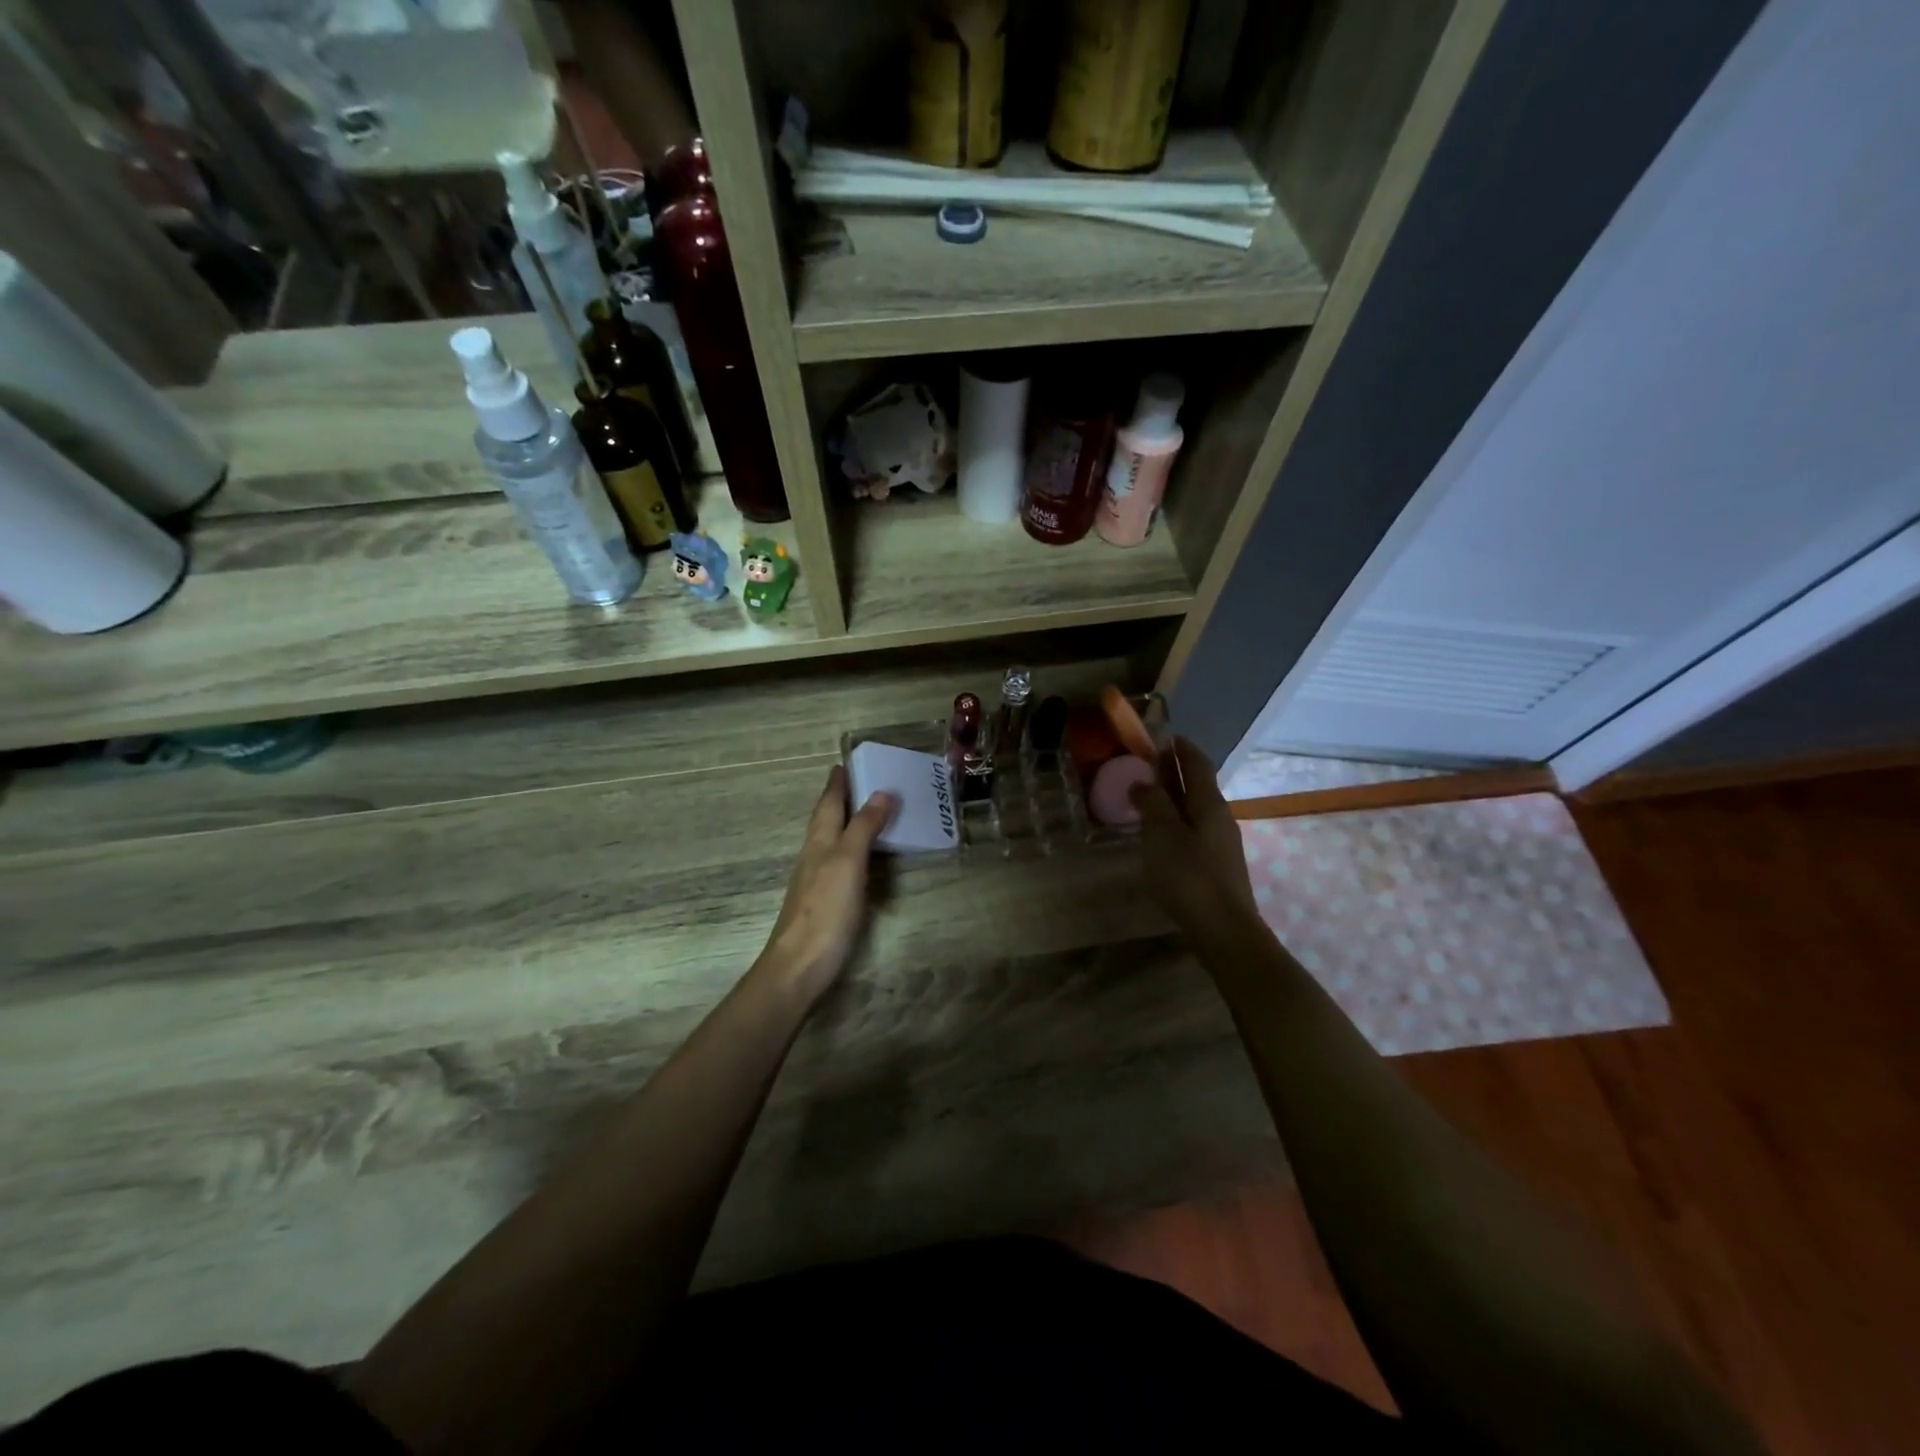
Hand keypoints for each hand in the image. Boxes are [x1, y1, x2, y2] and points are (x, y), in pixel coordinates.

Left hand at [756, 765, 897, 1003]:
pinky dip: (852, 849)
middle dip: (841, 799)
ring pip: (831, 840)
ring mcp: (816, 880)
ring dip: (847, 823)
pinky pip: (839, 862)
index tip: (845, 763)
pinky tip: (861, 857)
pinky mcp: (824, 902)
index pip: (828, 803)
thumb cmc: (825, 910)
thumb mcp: (848, 862)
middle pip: (826, 820)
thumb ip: (864, 828)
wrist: (799, 966)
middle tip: (862, 781)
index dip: (837, 783)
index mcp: (819, 842)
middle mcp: (814, 855)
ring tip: (868, 811)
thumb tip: (881, 792)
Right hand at [1130, 737, 1261, 943]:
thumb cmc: (1189, 876)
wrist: (1224, 930)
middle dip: (1173, 772)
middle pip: (1197, 785)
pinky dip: (1175, 823)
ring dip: (1173, 799)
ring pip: (1194, 810)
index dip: (1180, 748)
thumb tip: (1144, 782)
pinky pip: (1193, 831)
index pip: (1197, 763)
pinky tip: (1160, 836)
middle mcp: (1219, 817)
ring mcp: (1220, 843)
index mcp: (1209, 803)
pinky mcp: (1216, 865)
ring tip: (1147, 800)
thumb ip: (1152, 803)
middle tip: (1146, 765)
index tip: (1163, 737)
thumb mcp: (1162, 835)